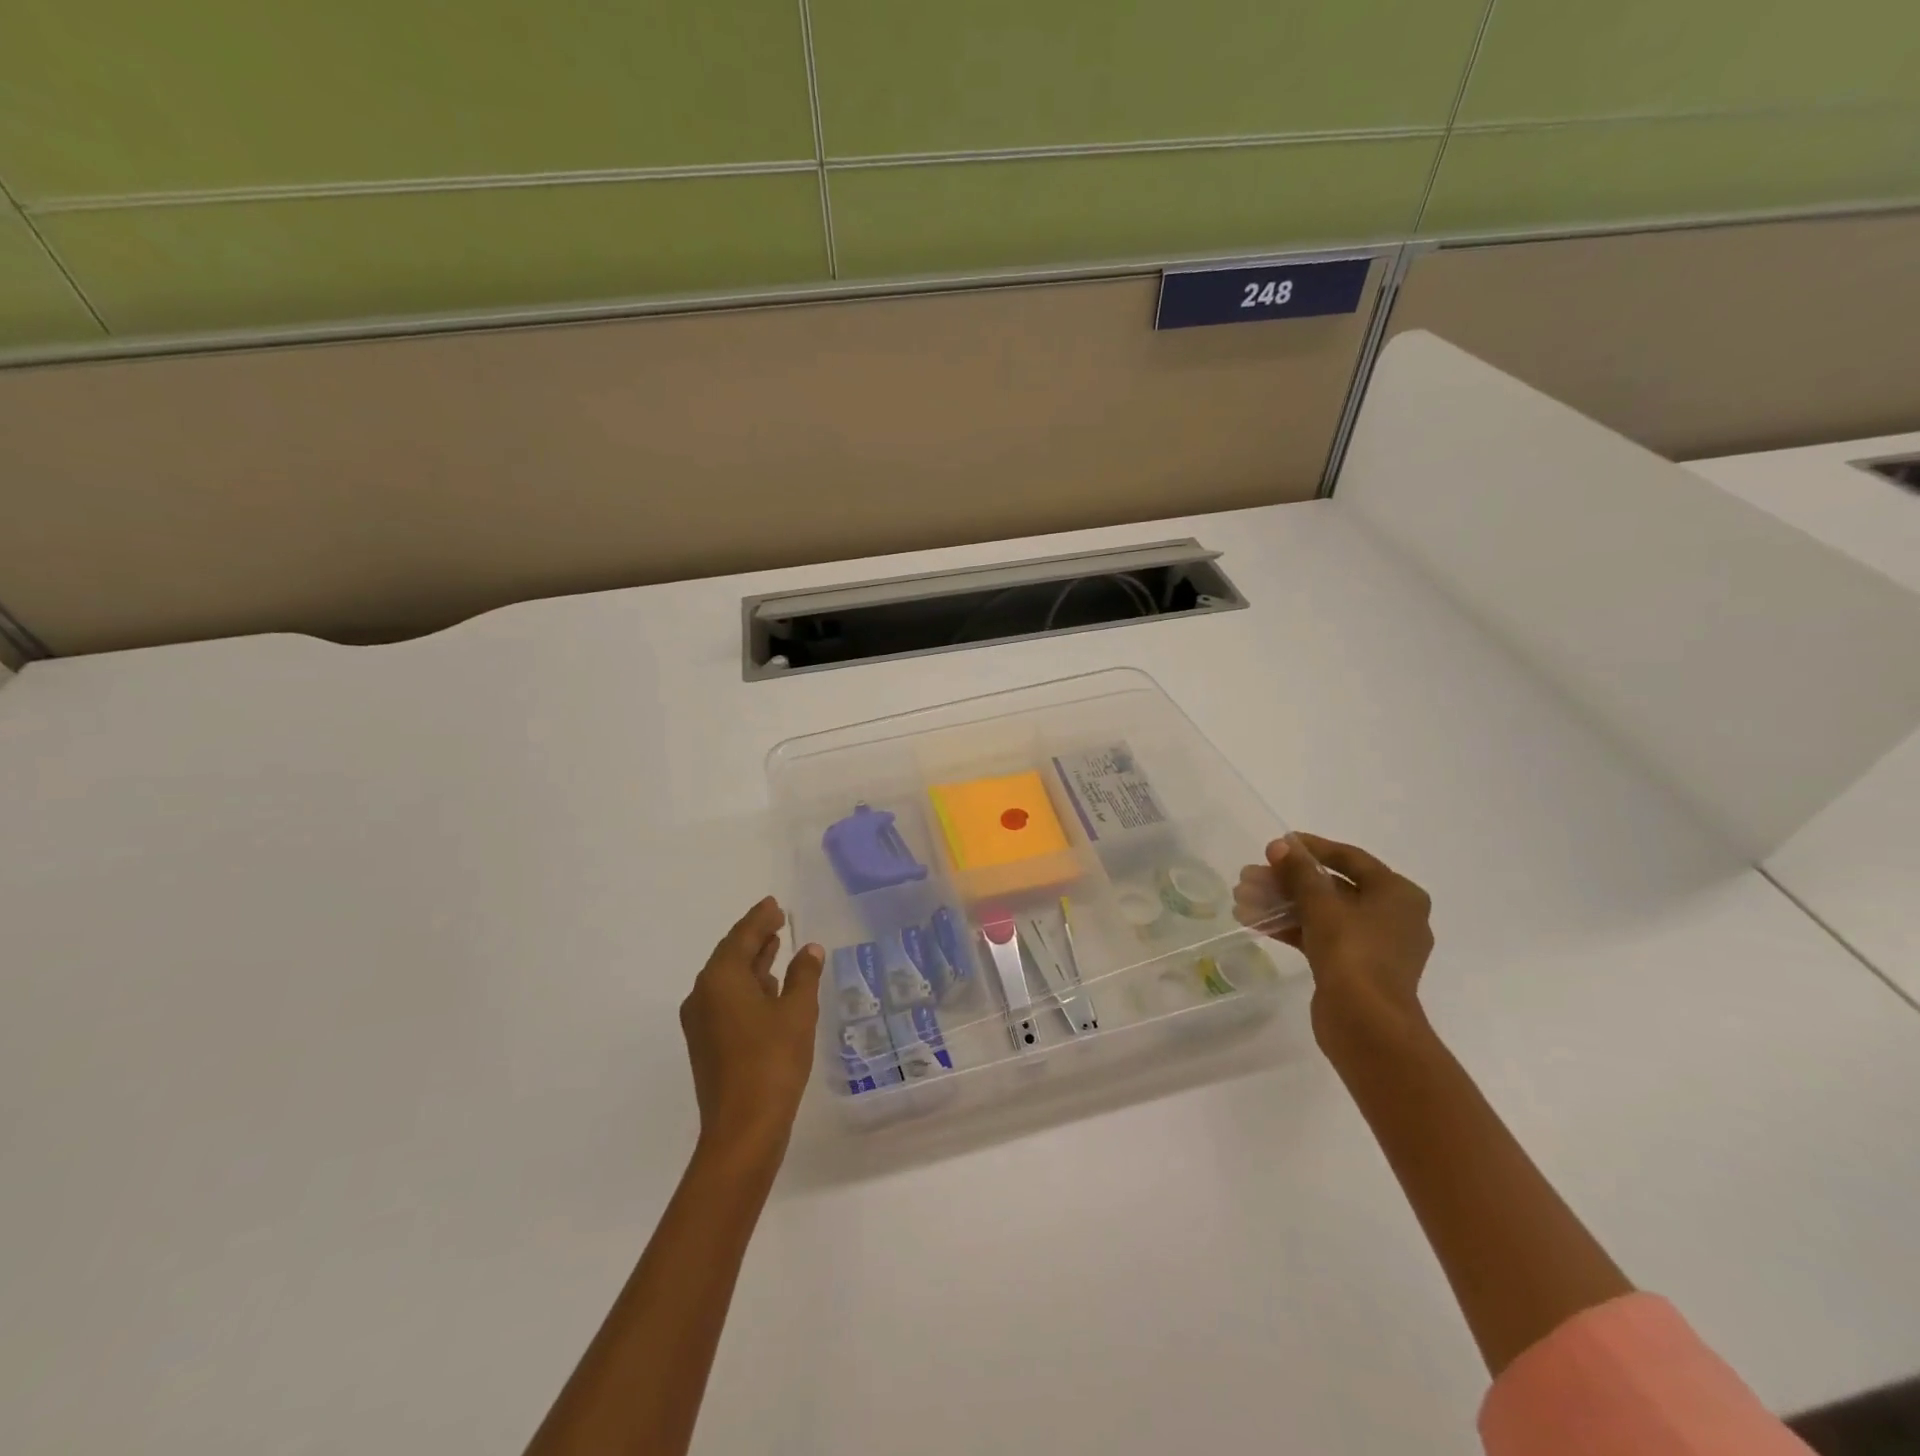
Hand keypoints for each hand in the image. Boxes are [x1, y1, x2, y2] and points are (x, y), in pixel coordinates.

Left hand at [679, 898, 824, 1168]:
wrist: (743, 1129)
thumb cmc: (772, 1062)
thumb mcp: (797, 1012)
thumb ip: (803, 975)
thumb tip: (809, 950)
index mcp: (721, 979)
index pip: (742, 936)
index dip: (760, 918)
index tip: (774, 904)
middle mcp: (704, 995)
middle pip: (730, 955)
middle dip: (754, 937)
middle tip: (777, 920)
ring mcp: (702, 1022)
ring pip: (727, 980)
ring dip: (752, 963)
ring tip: (776, 947)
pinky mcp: (707, 1044)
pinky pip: (726, 1000)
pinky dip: (747, 987)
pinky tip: (769, 989)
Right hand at [1236, 833, 1433, 1059]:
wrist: (1366, 1024)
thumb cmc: (1353, 953)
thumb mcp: (1321, 904)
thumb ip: (1299, 872)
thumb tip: (1280, 845)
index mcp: (1398, 894)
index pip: (1350, 859)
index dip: (1311, 848)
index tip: (1277, 844)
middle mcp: (1392, 916)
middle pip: (1332, 887)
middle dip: (1287, 881)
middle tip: (1250, 875)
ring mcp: (1374, 945)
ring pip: (1322, 913)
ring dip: (1282, 904)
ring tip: (1242, 898)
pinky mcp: (1355, 968)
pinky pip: (1320, 937)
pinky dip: (1290, 927)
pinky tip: (1254, 921)